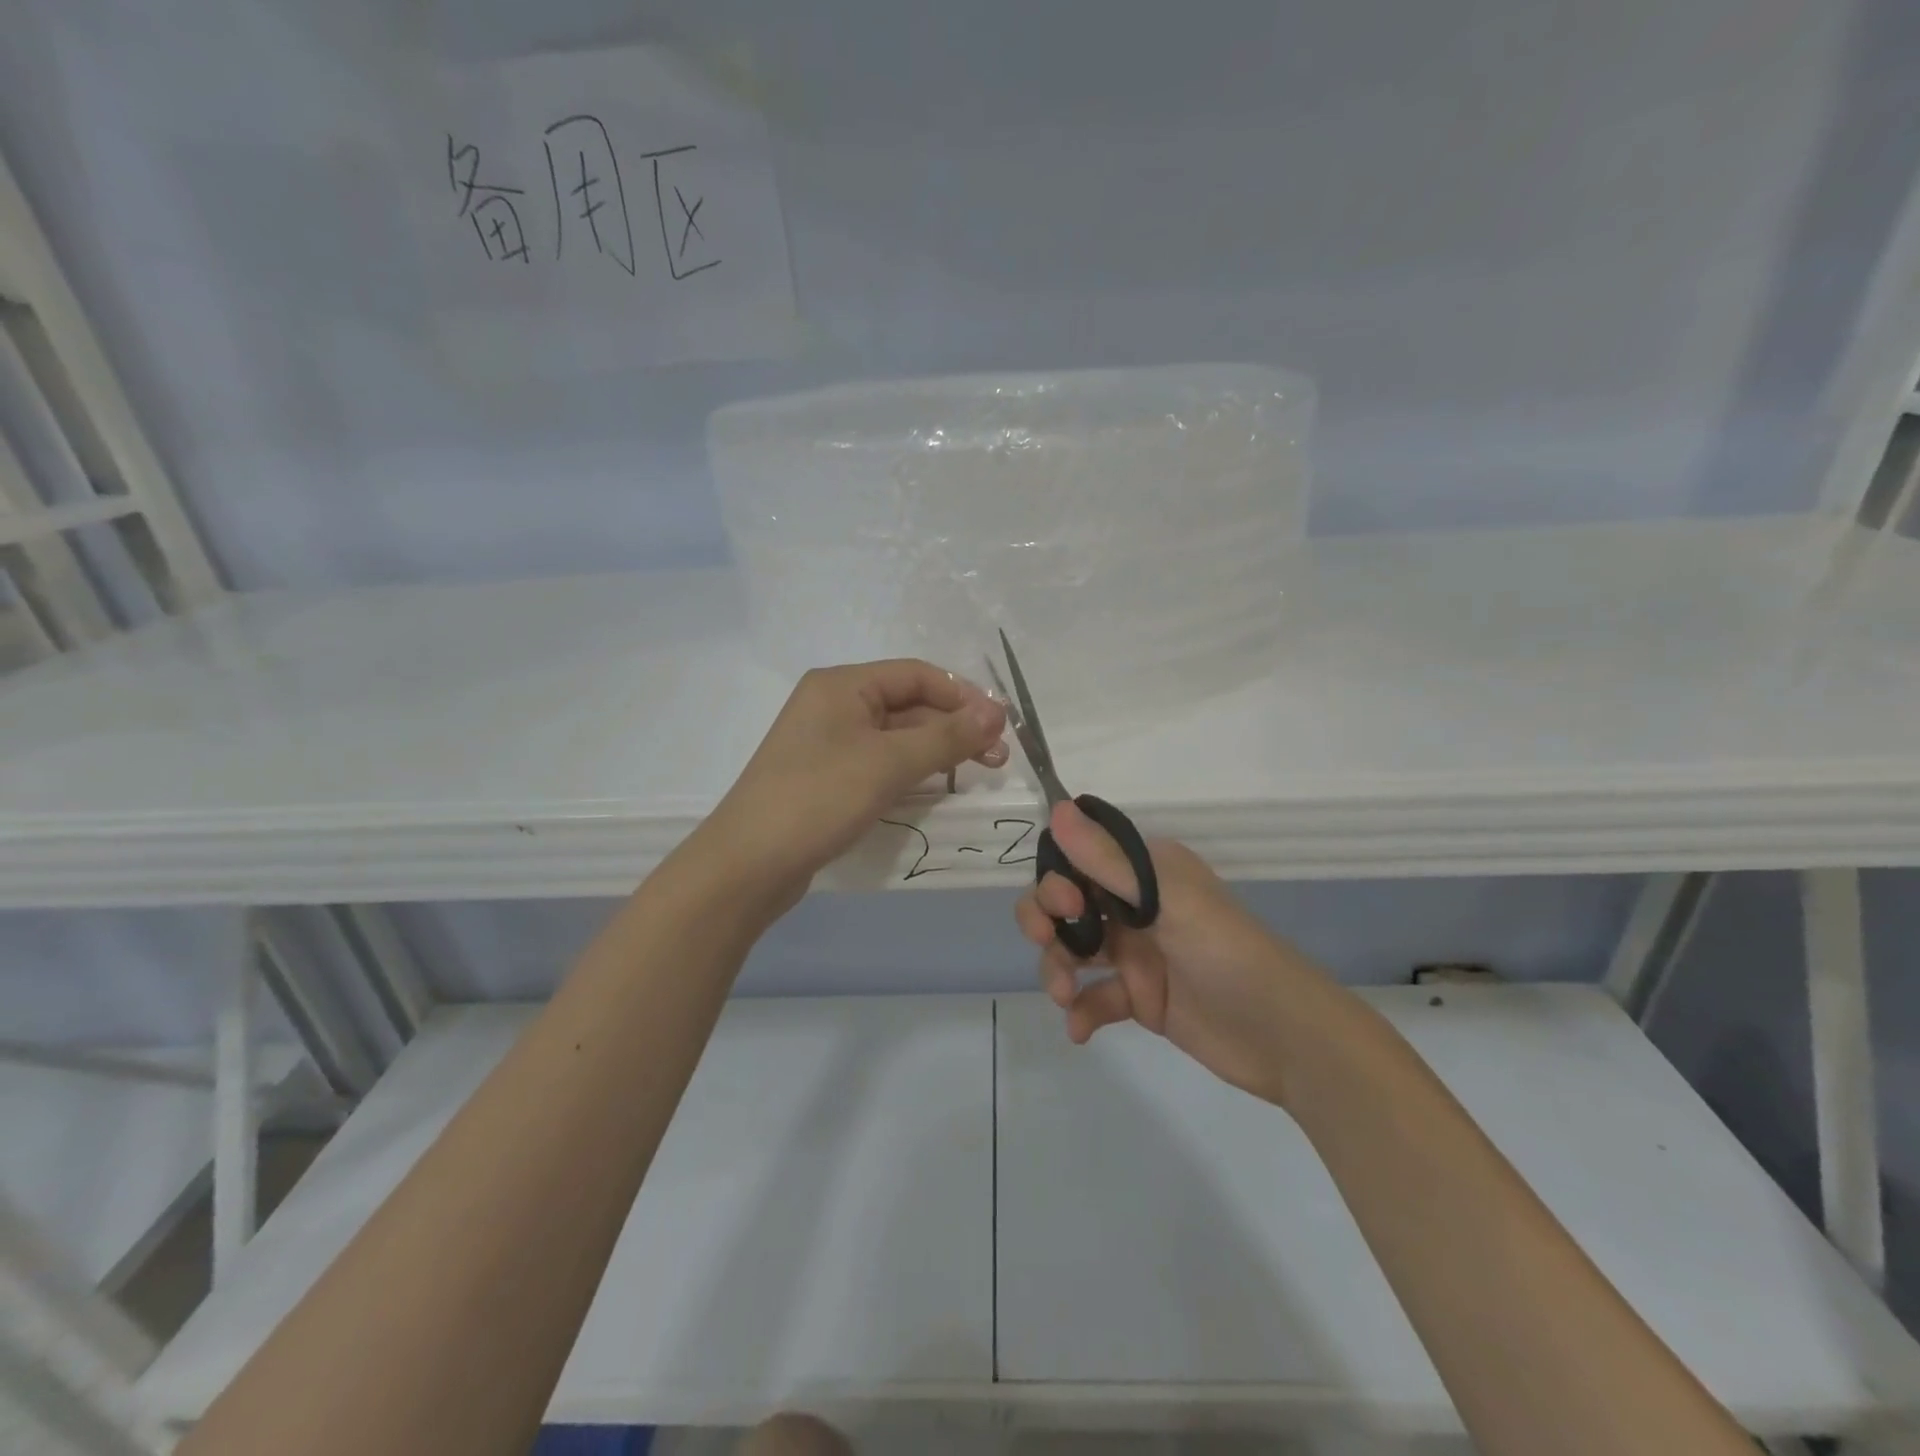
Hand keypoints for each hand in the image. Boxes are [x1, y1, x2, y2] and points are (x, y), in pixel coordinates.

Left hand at [706, 660, 1007, 908]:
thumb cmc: (820, 798)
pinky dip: (911, 770)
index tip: (1001, 726)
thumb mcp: (889, 763)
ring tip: (978, 772)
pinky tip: (937, 787)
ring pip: (896, 736)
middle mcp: (834, 704)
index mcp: (842, 684)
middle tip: (997, 758)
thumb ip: (947, 737)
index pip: (917, 675)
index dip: (963, 696)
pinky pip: (880, 762)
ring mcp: (828, 743)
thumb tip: (997, 713)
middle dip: (955, 726)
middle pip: (908, 704)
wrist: (749, 864)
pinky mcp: (827, 777)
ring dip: (938, 750)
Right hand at [1014, 800, 1320, 1105]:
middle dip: (1046, 920)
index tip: (1064, 904)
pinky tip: (1080, 1030)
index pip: (1080, 859)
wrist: (1285, 1038)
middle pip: (1067, 904)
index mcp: (1146, 872)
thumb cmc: (1227, 954)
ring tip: (1064, 996)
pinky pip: (1094, 997)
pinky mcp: (1140, 998)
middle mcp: (1136, 906)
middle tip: (1047, 942)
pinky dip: (1080, 1010)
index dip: (1057, 879)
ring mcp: (1136, 953)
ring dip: (1058, 968)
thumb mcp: (1168, 902)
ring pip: (1074, 949)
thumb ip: (1109, 861)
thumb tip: (1058, 809)